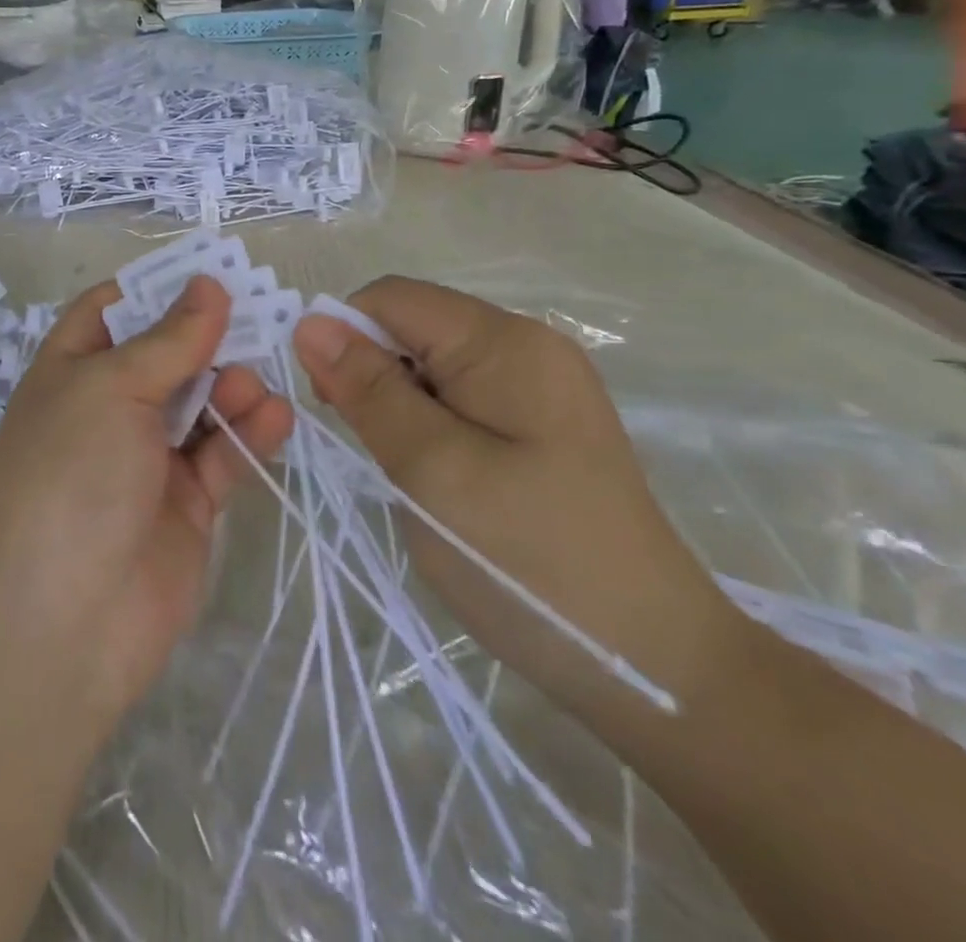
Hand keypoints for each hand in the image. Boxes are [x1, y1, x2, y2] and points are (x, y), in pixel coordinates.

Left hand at [0, 275, 293, 728]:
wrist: (61, 622)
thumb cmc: (71, 475)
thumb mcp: (111, 389)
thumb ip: (169, 339)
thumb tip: (208, 285)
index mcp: (73, 369)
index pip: (112, 309)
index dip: (157, 287)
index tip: (211, 271)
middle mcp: (109, 406)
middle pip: (167, 353)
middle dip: (209, 334)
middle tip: (262, 314)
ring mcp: (148, 456)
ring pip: (201, 402)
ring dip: (231, 385)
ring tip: (253, 383)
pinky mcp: (186, 502)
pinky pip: (223, 454)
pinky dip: (249, 434)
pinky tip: (275, 416)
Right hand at [292, 277, 739, 720]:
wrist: (656, 666)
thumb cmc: (532, 563)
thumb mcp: (433, 471)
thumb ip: (369, 391)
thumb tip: (309, 322)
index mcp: (505, 343)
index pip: (391, 299)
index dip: (346, 339)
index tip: (334, 409)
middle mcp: (525, 346)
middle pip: (412, 327)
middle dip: (371, 375)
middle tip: (376, 451)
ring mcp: (538, 385)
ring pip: (429, 365)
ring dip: (397, 406)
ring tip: (408, 472)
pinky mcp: (539, 423)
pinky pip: (458, 396)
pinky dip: (427, 425)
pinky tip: (438, 476)